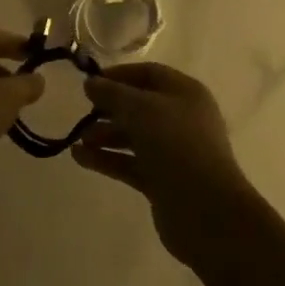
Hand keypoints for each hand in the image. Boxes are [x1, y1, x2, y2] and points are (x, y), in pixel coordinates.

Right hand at [73, 63, 259, 266]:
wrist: (206, 211)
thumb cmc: (176, 146)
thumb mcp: (141, 109)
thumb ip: (112, 93)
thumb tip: (91, 83)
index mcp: (185, 93)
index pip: (148, 74)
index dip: (118, 75)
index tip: (90, 83)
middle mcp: (181, 119)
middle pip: (139, 106)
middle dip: (109, 108)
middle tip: (83, 112)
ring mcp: (172, 152)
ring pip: (133, 136)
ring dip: (105, 135)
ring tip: (78, 139)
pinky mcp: (162, 181)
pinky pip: (130, 163)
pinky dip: (107, 159)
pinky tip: (79, 158)